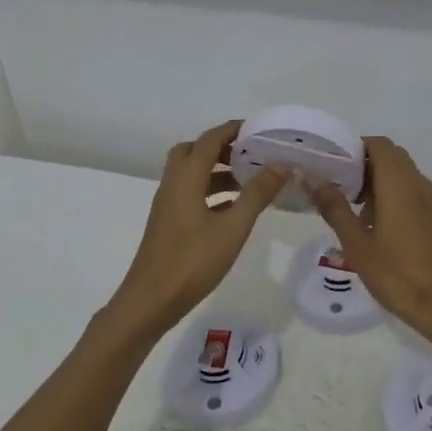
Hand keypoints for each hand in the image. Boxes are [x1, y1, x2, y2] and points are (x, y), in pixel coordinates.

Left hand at [104, 120, 289, 339]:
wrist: (150, 301)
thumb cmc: (192, 261)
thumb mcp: (233, 227)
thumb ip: (257, 194)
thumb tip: (281, 164)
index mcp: (186, 178)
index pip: (210, 140)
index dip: (233, 129)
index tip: (259, 129)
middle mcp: (173, 184)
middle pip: (194, 151)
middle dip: (222, 147)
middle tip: (251, 153)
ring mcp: (168, 204)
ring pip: (192, 174)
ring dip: (218, 170)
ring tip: (251, 179)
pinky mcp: (169, 223)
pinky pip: (191, 193)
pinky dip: (212, 191)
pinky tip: (234, 208)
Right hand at [306, 137, 431, 331]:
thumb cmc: (397, 274)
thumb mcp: (357, 244)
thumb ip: (334, 207)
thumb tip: (311, 178)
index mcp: (400, 184)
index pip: (380, 145)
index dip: (357, 148)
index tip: (335, 166)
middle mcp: (420, 184)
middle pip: (393, 158)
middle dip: (366, 166)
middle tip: (342, 190)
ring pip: (405, 176)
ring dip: (381, 183)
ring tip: (358, 214)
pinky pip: (416, 193)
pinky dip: (397, 197)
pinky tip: (382, 229)